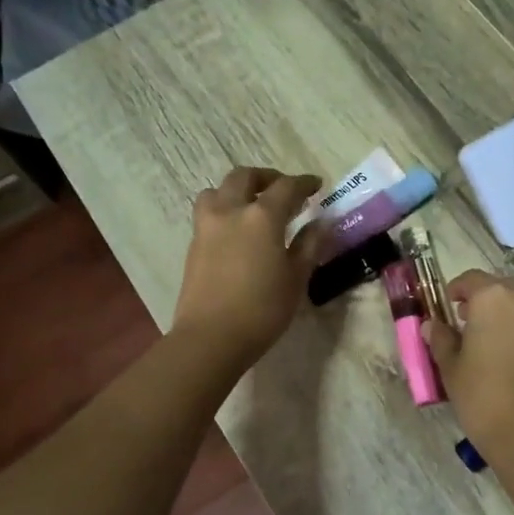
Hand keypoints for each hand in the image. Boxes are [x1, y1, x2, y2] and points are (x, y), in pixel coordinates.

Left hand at [173, 167, 322, 371]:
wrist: (211, 337)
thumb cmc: (262, 309)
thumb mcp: (296, 278)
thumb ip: (309, 245)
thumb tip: (320, 223)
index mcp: (261, 217)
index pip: (286, 187)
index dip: (304, 183)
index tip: (317, 186)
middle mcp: (231, 211)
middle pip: (245, 177)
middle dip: (267, 178)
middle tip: (284, 191)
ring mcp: (207, 226)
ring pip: (217, 190)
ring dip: (237, 190)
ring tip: (252, 206)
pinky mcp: (193, 244)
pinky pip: (208, 212)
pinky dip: (224, 209)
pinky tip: (237, 231)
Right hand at [424, 270, 513, 458]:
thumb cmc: (484, 397)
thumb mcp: (452, 368)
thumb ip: (441, 339)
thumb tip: (433, 325)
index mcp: (495, 296)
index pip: (471, 279)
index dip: (457, 291)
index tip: (449, 306)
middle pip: (502, 290)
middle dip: (485, 304)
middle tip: (468, 326)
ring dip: (508, 318)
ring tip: (492, 345)